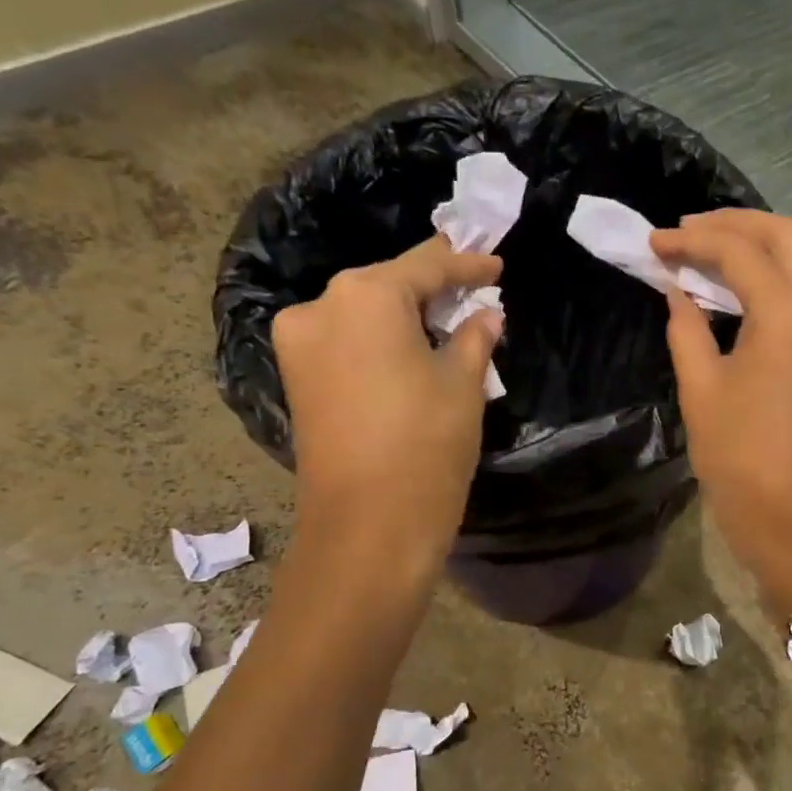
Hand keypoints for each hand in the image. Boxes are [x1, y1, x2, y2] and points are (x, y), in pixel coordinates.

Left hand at [272, 235, 502, 557]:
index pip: (426, 266)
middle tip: (471, 292)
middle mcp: (321, 307)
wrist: (368, 525)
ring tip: (445, 324)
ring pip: (363, 314)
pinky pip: (345, 343)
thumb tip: (486, 314)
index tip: (495, 264)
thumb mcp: (463, 384)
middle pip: (386, 285)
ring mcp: (299, 345)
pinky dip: (379, 342)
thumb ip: (474, 337)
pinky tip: (410, 351)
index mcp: (365, 296)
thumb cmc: (427, 443)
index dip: (466, 265)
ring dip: (403, 318)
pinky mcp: (296, 380)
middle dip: (431, 289)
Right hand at [650, 211, 791, 577]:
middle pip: (786, 235)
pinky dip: (777, 275)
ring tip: (707, 251)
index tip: (656, 244)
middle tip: (686, 232)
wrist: (790, 513)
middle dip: (733, 224)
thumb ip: (686, 326)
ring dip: (758, 245)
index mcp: (789, 315)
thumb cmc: (737, 455)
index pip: (739, 251)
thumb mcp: (700, 386)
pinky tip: (741, 286)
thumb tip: (676, 290)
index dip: (692, 240)